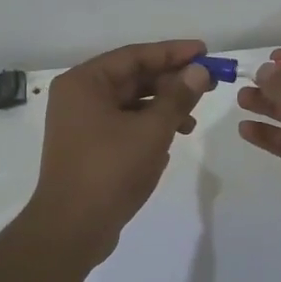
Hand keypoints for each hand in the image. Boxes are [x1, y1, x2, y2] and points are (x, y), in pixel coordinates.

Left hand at [24, 39, 213, 265]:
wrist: (72, 229)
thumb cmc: (110, 171)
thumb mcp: (151, 130)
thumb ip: (177, 97)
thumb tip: (198, 71)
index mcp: (84, 82)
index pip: (135, 56)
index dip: (173, 53)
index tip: (205, 52)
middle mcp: (78, 96)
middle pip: (132, 78)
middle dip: (170, 82)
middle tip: (208, 84)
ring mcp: (81, 123)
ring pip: (130, 103)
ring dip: (163, 107)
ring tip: (192, 121)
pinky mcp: (88, 147)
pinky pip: (123, 125)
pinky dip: (148, 127)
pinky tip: (171, 140)